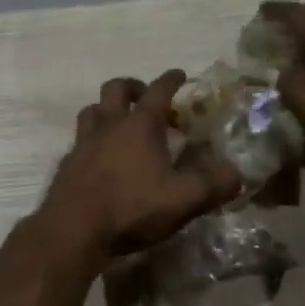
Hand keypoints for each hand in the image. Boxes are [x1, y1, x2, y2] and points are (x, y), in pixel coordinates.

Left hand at [36, 70, 242, 263]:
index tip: (180, 75)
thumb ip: (213, 185)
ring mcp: (83, 143)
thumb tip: (237, 174)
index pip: (158, 90)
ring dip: (108, 110)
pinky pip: (80, 140)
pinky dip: (93, 140)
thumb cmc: (131, 208)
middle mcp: (109, 125)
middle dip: (133, 87)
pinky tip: (101, 159)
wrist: (72, 231)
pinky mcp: (68, 163)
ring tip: (121, 124)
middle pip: (116, 88)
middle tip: (146, 98)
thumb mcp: (183, 200)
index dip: (171, 80)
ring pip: (93, 110)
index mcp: (139, 125)